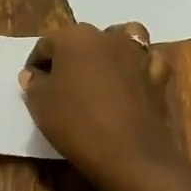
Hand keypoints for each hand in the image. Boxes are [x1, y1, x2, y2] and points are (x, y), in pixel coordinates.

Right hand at [19, 22, 187, 185]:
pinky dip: (142, 65)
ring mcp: (136, 55)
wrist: (128, 154)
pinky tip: (134, 78)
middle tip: (62, 83)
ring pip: (123, 38)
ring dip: (111, 48)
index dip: (36, 65)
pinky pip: (149, 61)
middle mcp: (106, 37)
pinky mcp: (158, 76)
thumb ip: (34, 84)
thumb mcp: (40, 104)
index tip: (33, 85)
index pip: (46, 45)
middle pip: (82, 39)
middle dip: (70, 56)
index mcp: (73, 37)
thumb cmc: (76, 122)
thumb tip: (33, 74)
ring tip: (102, 69)